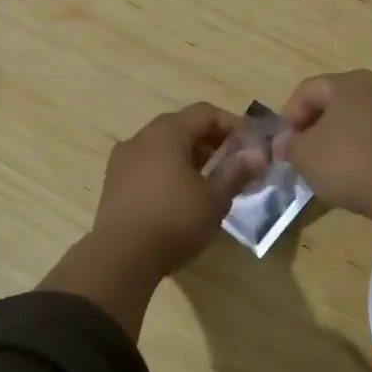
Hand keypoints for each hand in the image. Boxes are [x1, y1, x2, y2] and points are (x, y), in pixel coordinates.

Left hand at [89, 104, 264, 280]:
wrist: (121, 258)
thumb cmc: (174, 221)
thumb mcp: (214, 199)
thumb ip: (236, 172)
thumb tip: (258, 155)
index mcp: (166, 133)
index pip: (204, 113)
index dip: (231, 124)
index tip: (250, 144)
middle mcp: (140, 139)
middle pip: (181, 127)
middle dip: (210, 140)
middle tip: (233, 162)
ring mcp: (122, 161)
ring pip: (162, 147)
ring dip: (189, 156)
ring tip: (210, 181)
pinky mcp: (114, 184)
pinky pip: (147, 165)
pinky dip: (168, 170)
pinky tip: (181, 196)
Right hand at [280, 70, 371, 218]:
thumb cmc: (349, 163)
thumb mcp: (304, 155)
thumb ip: (289, 145)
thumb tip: (285, 143)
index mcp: (348, 82)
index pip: (307, 90)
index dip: (289, 115)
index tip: (283, 145)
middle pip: (335, 101)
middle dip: (315, 125)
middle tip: (302, 153)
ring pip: (358, 118)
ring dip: (340, 137)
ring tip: (328, 165)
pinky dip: (362, 148)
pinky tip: (355, 171)